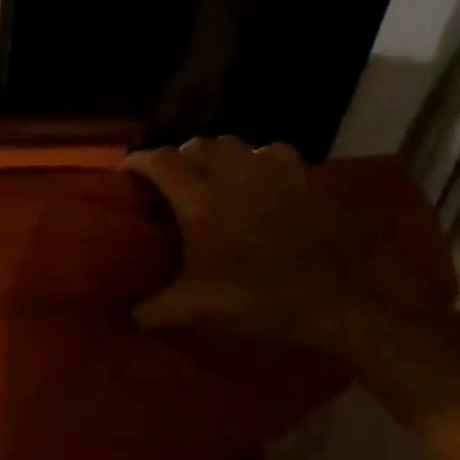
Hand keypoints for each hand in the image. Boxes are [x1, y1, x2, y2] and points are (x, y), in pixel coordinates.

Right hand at [121, 137, 380, 348]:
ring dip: (213, 156)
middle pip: (196, 146)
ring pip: (233, 144)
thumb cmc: (257, 302)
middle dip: (175, 159)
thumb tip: (129, 315)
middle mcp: (235, 176)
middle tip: (166, 183)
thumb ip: (153, 310)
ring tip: (207, 178)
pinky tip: (254, 180)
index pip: (161, 162)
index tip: (125, 173)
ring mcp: (274, 173)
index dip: (138, 162)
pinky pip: (270, 152)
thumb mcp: (196, 311)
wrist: (335, 302)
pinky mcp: (304, 178)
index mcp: (201, 204)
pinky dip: (253, 160)